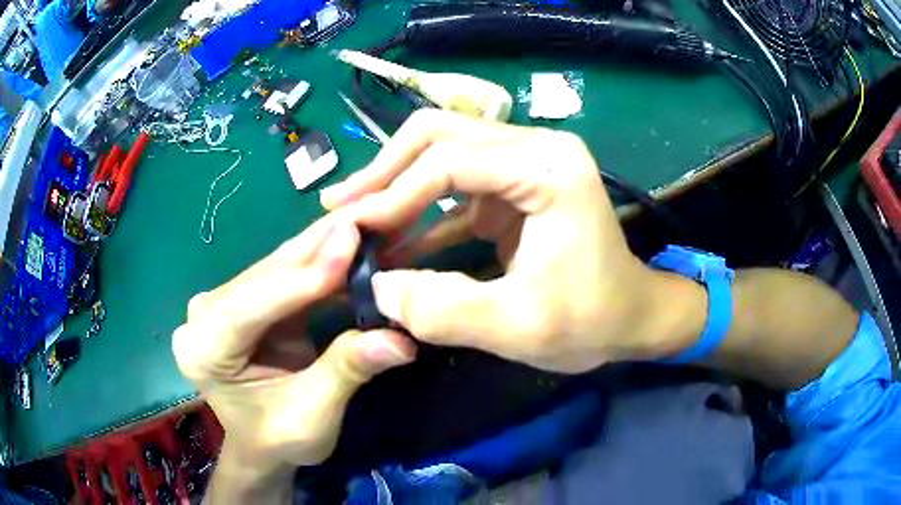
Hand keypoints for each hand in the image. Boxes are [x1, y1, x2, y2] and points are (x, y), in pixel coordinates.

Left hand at [173, 216, 414, 500]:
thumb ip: (346, 372)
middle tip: (368, 212)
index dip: (303, 277)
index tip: (350, 244)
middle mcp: (204, 315)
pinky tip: (348, 239)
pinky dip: (319, 259)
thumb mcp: (312, 417)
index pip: (252, 304)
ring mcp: (221, 302)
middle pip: (265, 275)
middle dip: (318, 247)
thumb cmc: (278, 440)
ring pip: (277, 266)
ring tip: (366, 216)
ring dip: (322, 245)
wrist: (262, 445)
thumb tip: (400, 340)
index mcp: (203, 349)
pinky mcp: (243, 299)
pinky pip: (284, 273)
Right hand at [321, 110, 701, 372]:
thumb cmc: (591, 321)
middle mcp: (537, 147)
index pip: (450, 161)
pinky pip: (455, 183)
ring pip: (442, 150)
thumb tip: (376, 287)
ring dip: (396, 182)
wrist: (632, 317)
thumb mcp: (518, 328)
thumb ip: (442, 310)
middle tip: (341, 207)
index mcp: (549, 168)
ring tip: (355, 216)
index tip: (351, 230)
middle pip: (440, 134)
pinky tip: (390, 235)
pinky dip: (419, 206)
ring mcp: (526, 161)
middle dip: (385, 171)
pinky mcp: (515, 185)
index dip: (393, 194)